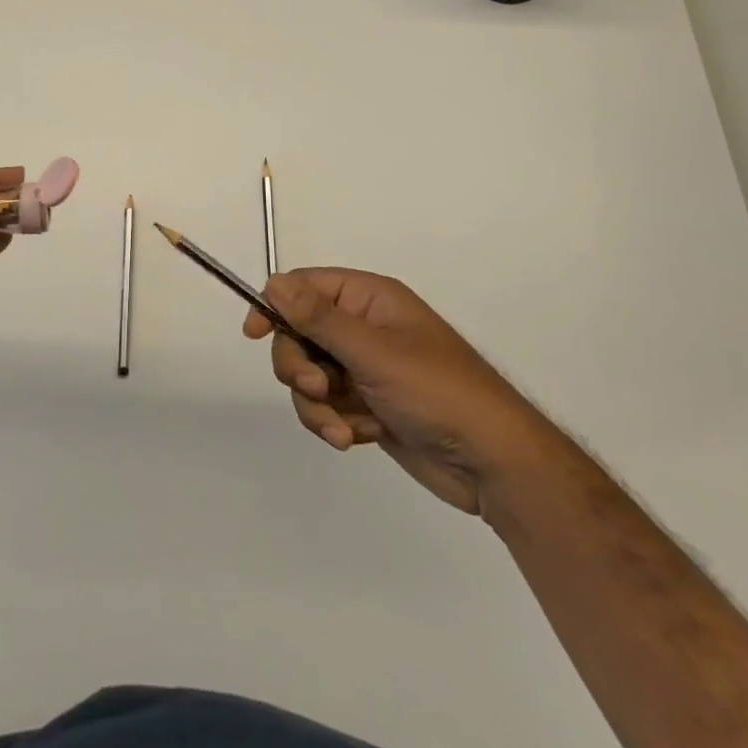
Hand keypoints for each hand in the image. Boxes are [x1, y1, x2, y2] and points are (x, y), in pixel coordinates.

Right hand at [245, 268, 557, 516]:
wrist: (492, 464)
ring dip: (318, 405)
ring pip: (309, 376)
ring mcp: (364, 368)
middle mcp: (362, 328)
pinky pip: (326, 406)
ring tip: (345, 429)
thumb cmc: (437, 392)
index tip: (255, 334)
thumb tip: (274, 283)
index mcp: (368, 300)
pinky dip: (335, 423)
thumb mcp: (373, 352)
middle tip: (318, 389)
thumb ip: (318, 318)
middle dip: (301, 367)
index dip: (276, 306)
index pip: (305, 287)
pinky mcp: (366, 404)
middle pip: (299, 335)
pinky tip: (361, 436)